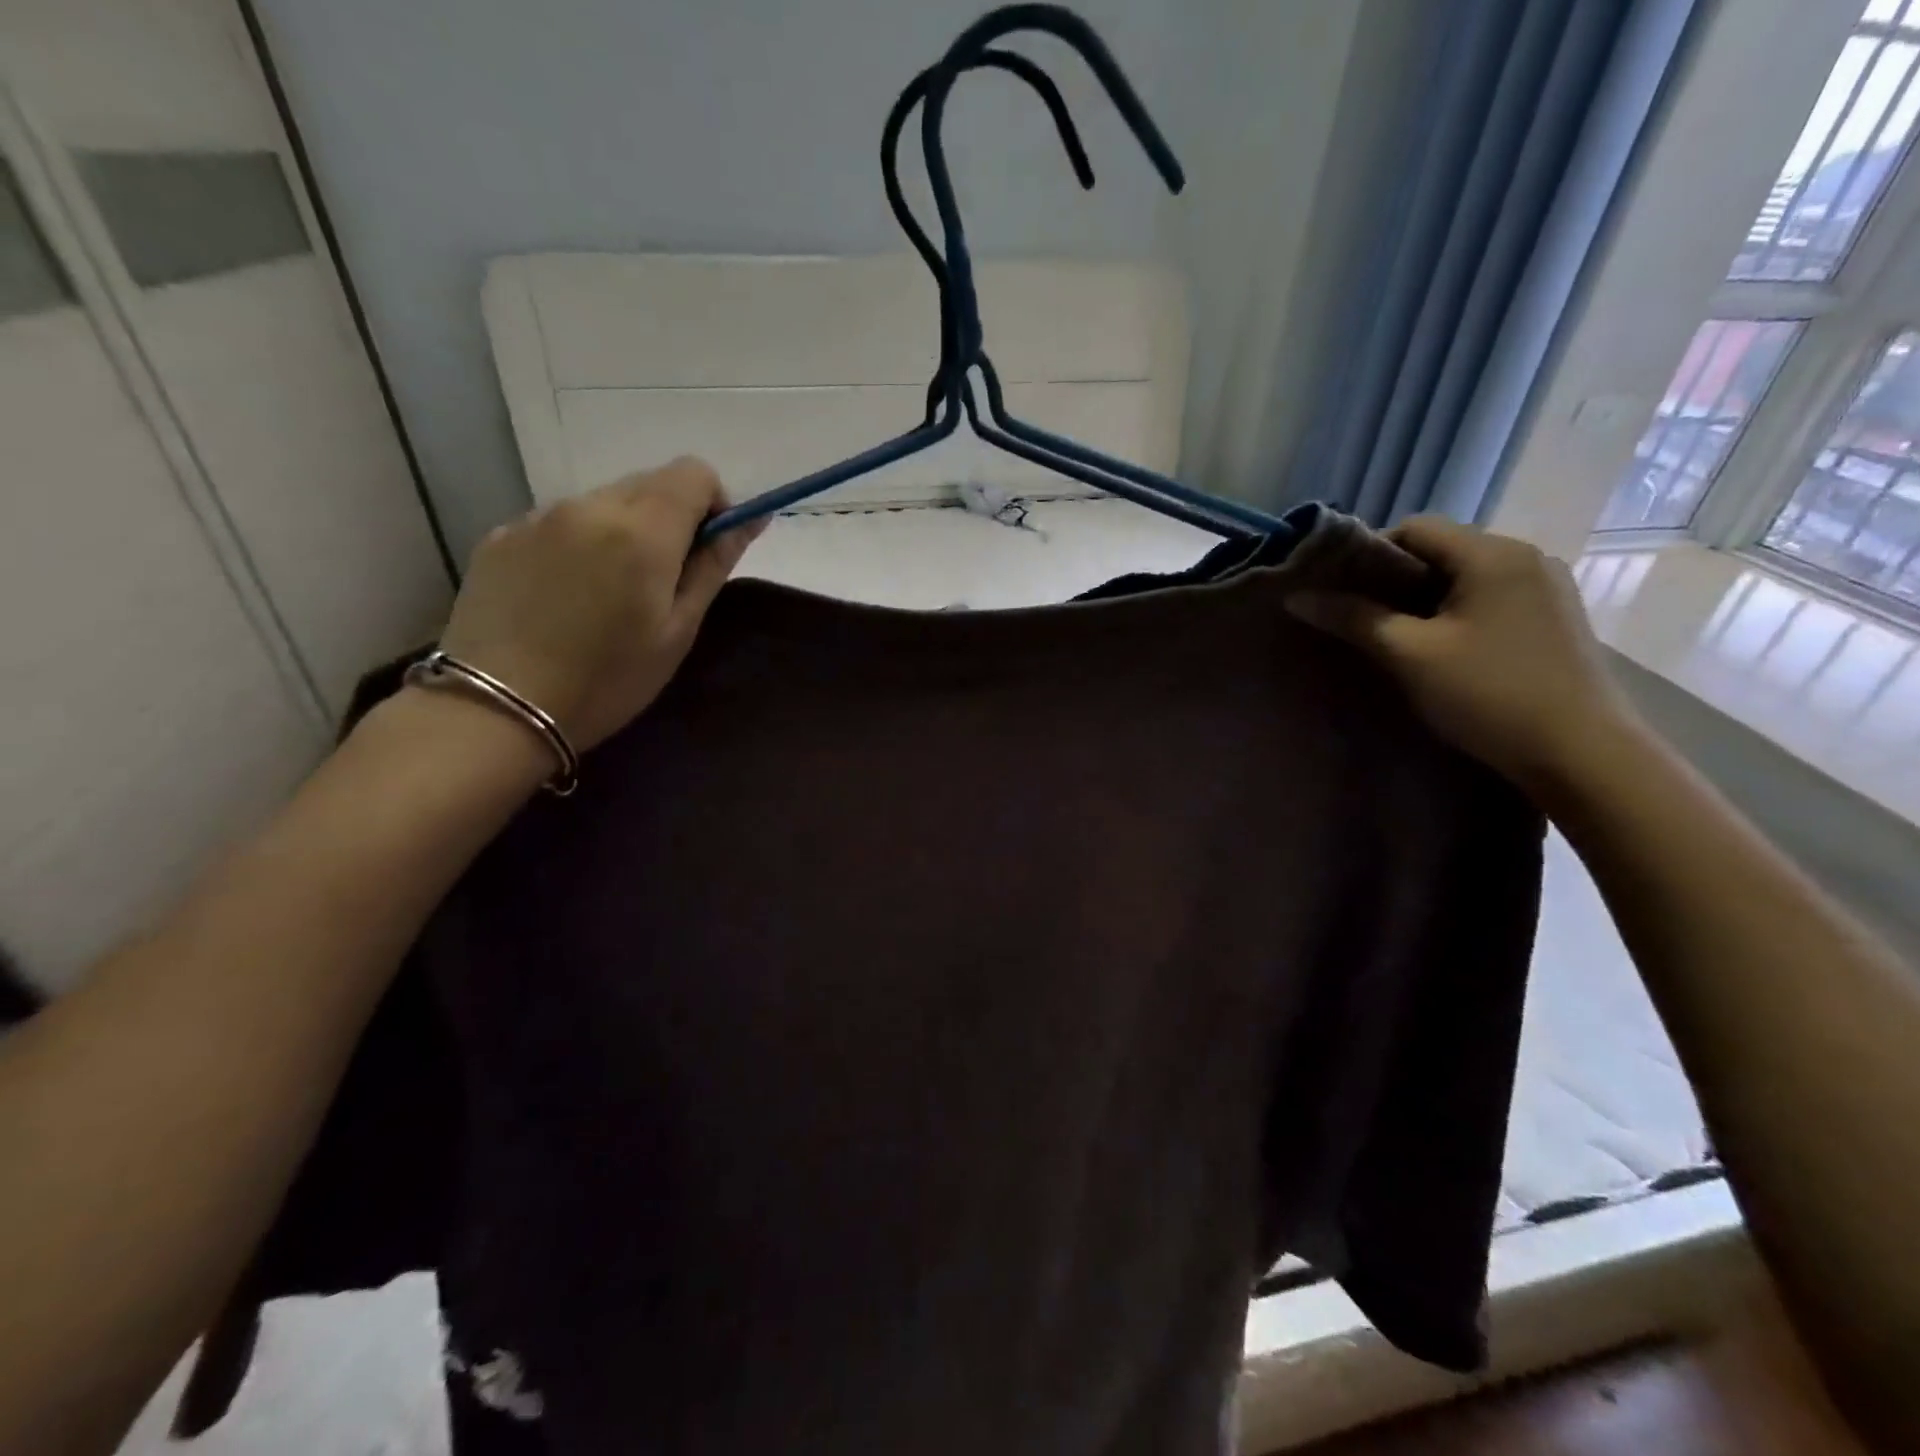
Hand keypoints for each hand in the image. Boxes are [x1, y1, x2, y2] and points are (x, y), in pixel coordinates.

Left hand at [434, 459, 763, 750]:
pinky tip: (565, 596)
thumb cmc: (608, 680)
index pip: (694, 473)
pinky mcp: (500, 535)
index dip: (714, 504)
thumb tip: (750, 519)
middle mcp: (588, 506)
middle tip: (662, 581)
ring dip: (623, 531)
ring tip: (609, 594)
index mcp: (642, 530)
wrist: (497, 709)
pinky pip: (560, 522)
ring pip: (603, 502)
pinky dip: (579, 544)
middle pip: (649, 482)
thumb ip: (713, 565)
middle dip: (670, 519)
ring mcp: (538, 516)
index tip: (708, 549)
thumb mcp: (678, 631)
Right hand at [1286, 516, 1635, 796]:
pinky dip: (1454, 615)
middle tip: (1362, 622)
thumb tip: (1296, 597)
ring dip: (1423, 601)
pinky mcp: (1553, 619)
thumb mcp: (1409, 655)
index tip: (1343, 596)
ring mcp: (1546, 588)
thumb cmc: (1488, 694)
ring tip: (1396, 642)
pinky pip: (1488, 599)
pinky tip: (1442, 653)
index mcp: (1493, 553)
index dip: (1369, 556)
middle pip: (1440, 551)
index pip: (1414, 528)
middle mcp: (1525, 557)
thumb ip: (1352, 619)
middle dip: (1394, 582)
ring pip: (1463, 578)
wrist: (1582, 754)